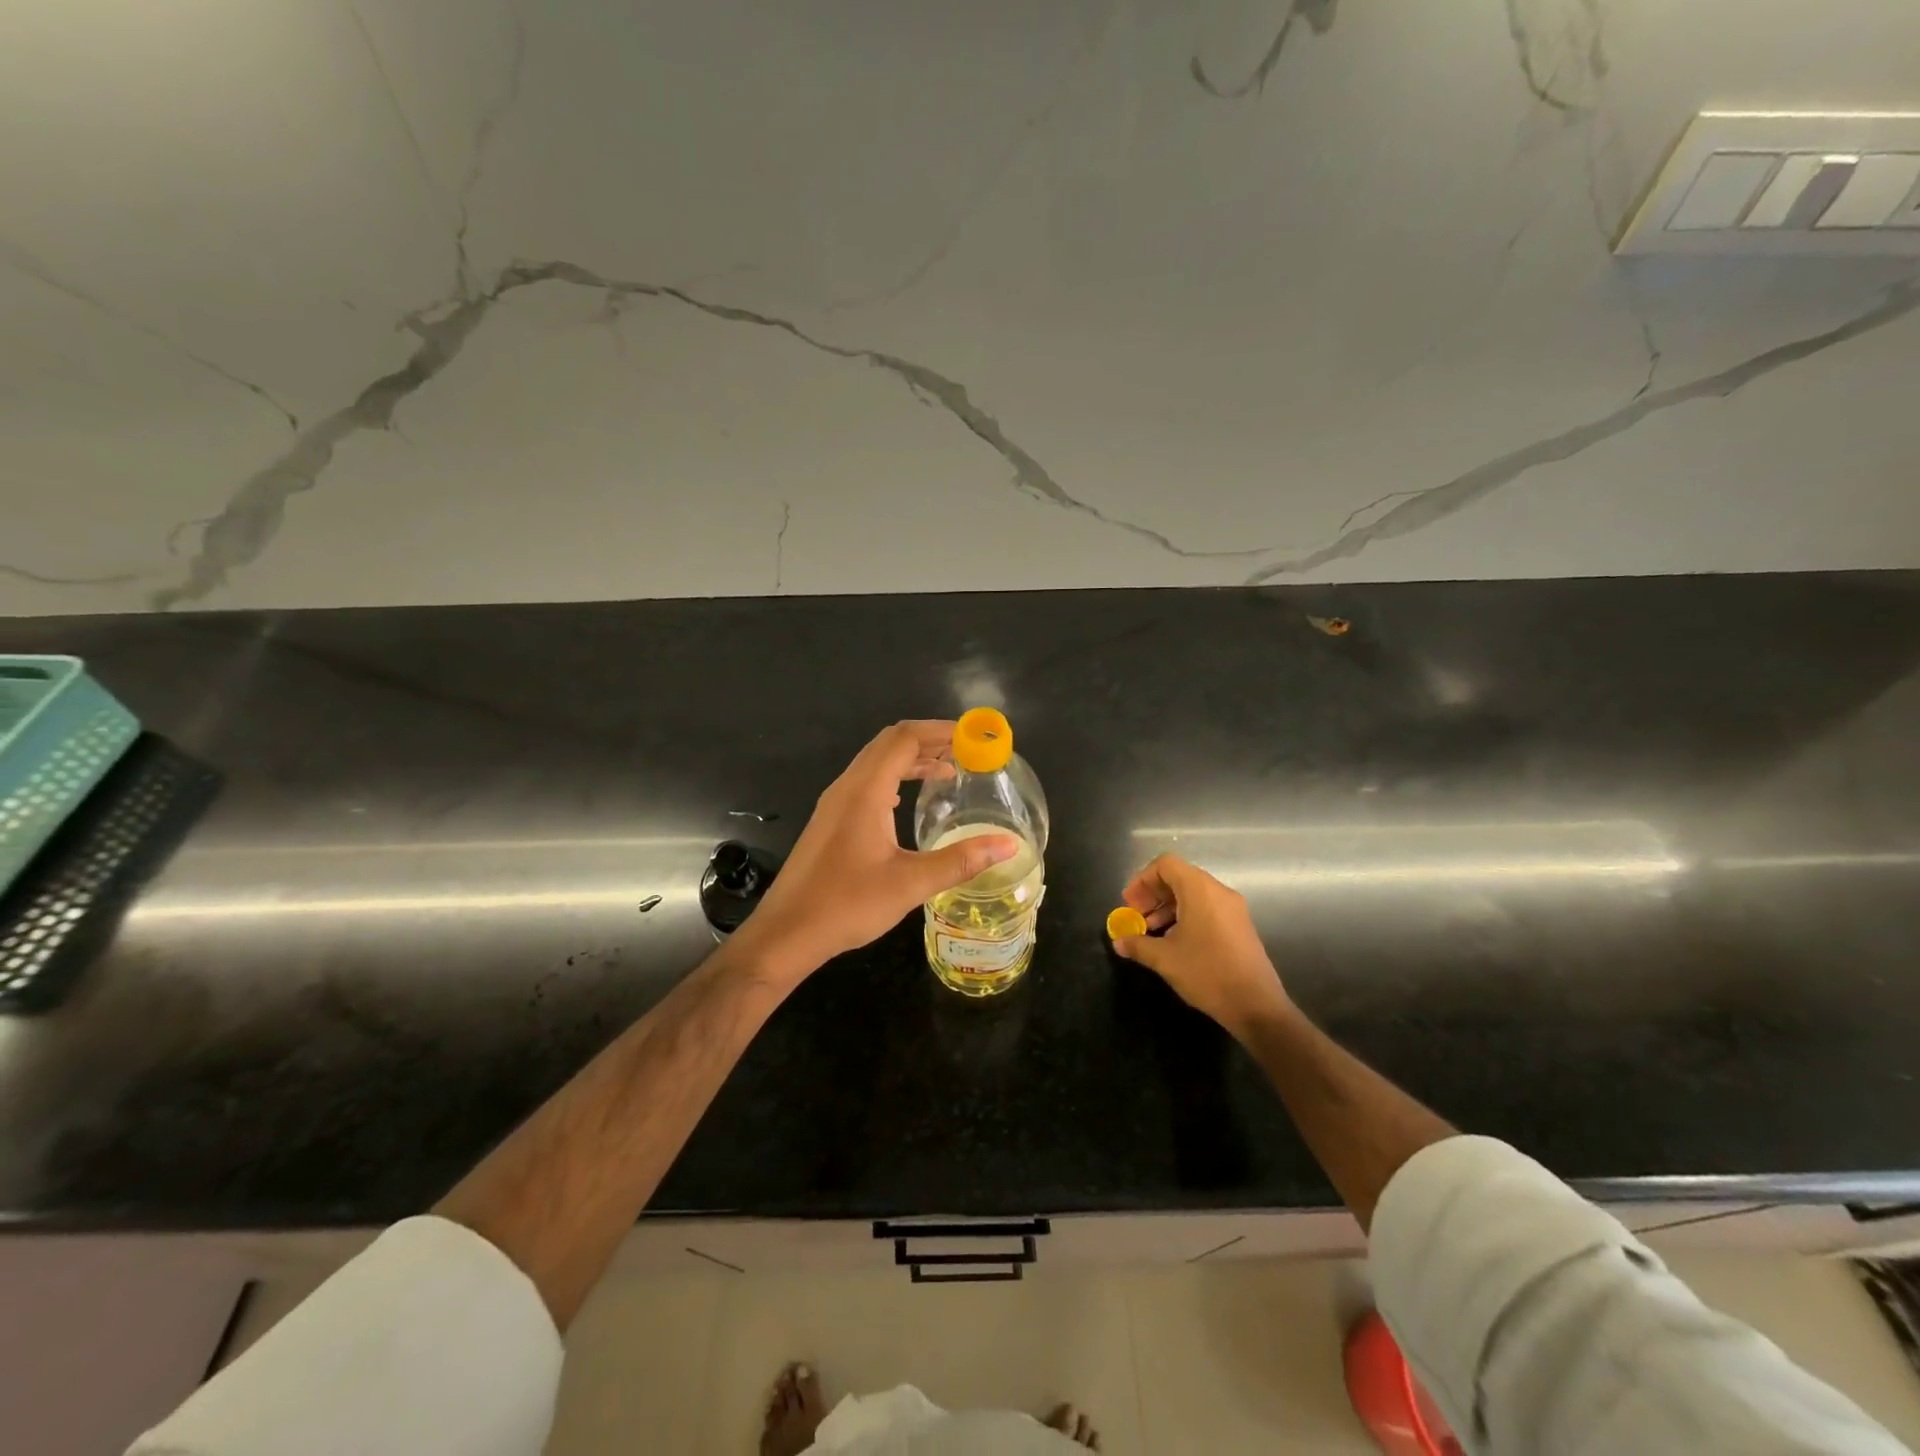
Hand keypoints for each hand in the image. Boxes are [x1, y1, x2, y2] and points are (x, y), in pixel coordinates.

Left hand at [737, 721, 1019, 985]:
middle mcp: (847, 787)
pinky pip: (866, 782)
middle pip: (889, 743)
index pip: (905, 738)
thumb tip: (1008, 845)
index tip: (974, 737)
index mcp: (865, 791)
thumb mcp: (910, 884)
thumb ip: (960, 860)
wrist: (786, 932)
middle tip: (967, 751)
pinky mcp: (830, 820)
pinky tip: (908, 801)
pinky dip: (894, 778)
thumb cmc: (847, 904)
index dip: (941, 731)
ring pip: (876, 762)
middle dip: (929, 740)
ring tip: (947, 772)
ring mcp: (835, 802)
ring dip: (911, 759)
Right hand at [1112, 854, 1289, 1037]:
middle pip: (1178, 877)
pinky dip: (1185, 916)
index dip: (1142, 880)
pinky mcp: (1239, 925)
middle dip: (1152, 895)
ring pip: (1192, 894)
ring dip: (1166, 907)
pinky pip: (1206, 908)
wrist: (1256, 1006)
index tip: (1129, 904)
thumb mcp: (1165, 959)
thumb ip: (1138, 945)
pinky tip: (1174, 941)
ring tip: (1150, 932)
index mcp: (1200, 890)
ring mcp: (1232, 908)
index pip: (1165, 864)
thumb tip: (1119, 942)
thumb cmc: (1207, 973)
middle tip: (1136, 918)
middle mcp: (1218, 891)